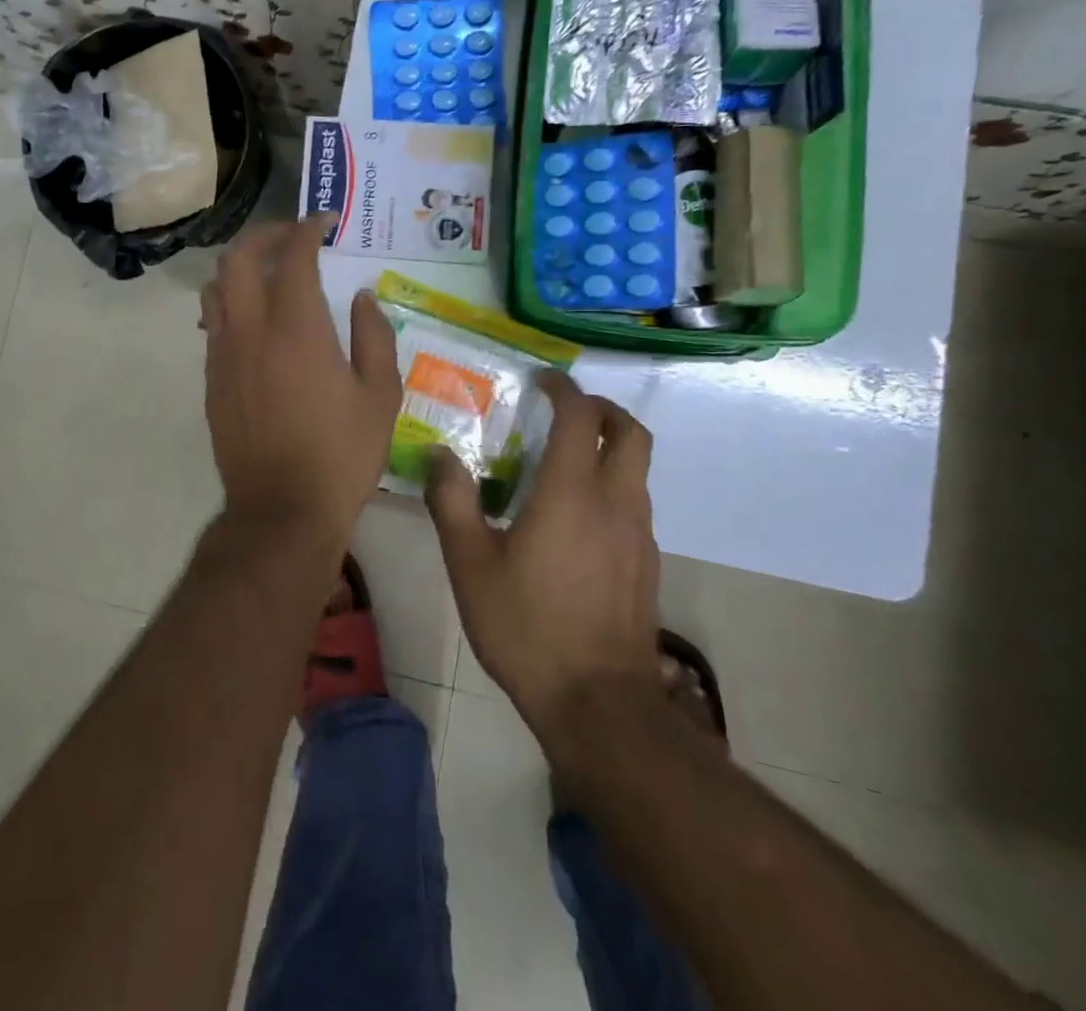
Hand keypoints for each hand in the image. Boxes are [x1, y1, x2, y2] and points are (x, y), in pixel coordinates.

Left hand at [200, 215, 401, 538]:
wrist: (282, 510)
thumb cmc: (341, 454)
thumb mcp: (379, 395)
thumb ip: (374, 336)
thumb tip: (362, 297)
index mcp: (297, 329)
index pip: (293, 256)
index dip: (307, 228)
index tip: (324, 222)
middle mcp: (250, 330)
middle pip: (239, 258)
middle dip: (266, 235)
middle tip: (294, 239)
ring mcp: (223, 355)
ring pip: (216, 288)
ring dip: (241, 268)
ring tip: (270, 276)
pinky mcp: (211, 380)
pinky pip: (213, 323)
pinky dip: (232, 304)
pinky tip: (256, 322)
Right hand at [425, 372, 663, 738]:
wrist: (598, 705)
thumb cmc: (527, 627)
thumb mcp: (470, 564)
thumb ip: (452, 501)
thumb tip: (438, 455)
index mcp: (571, 492)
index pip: (580, 416)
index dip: (563, 388)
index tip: (541, 380)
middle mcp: (616, 502)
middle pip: (631, 432)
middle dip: (602, 409)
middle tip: (566, 411)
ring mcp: (639, 536)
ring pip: (637, 470)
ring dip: (608, 450)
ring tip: (563, 465)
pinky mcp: (647, 565)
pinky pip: (634, 505)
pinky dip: (612, 488)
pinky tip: (577, 521)